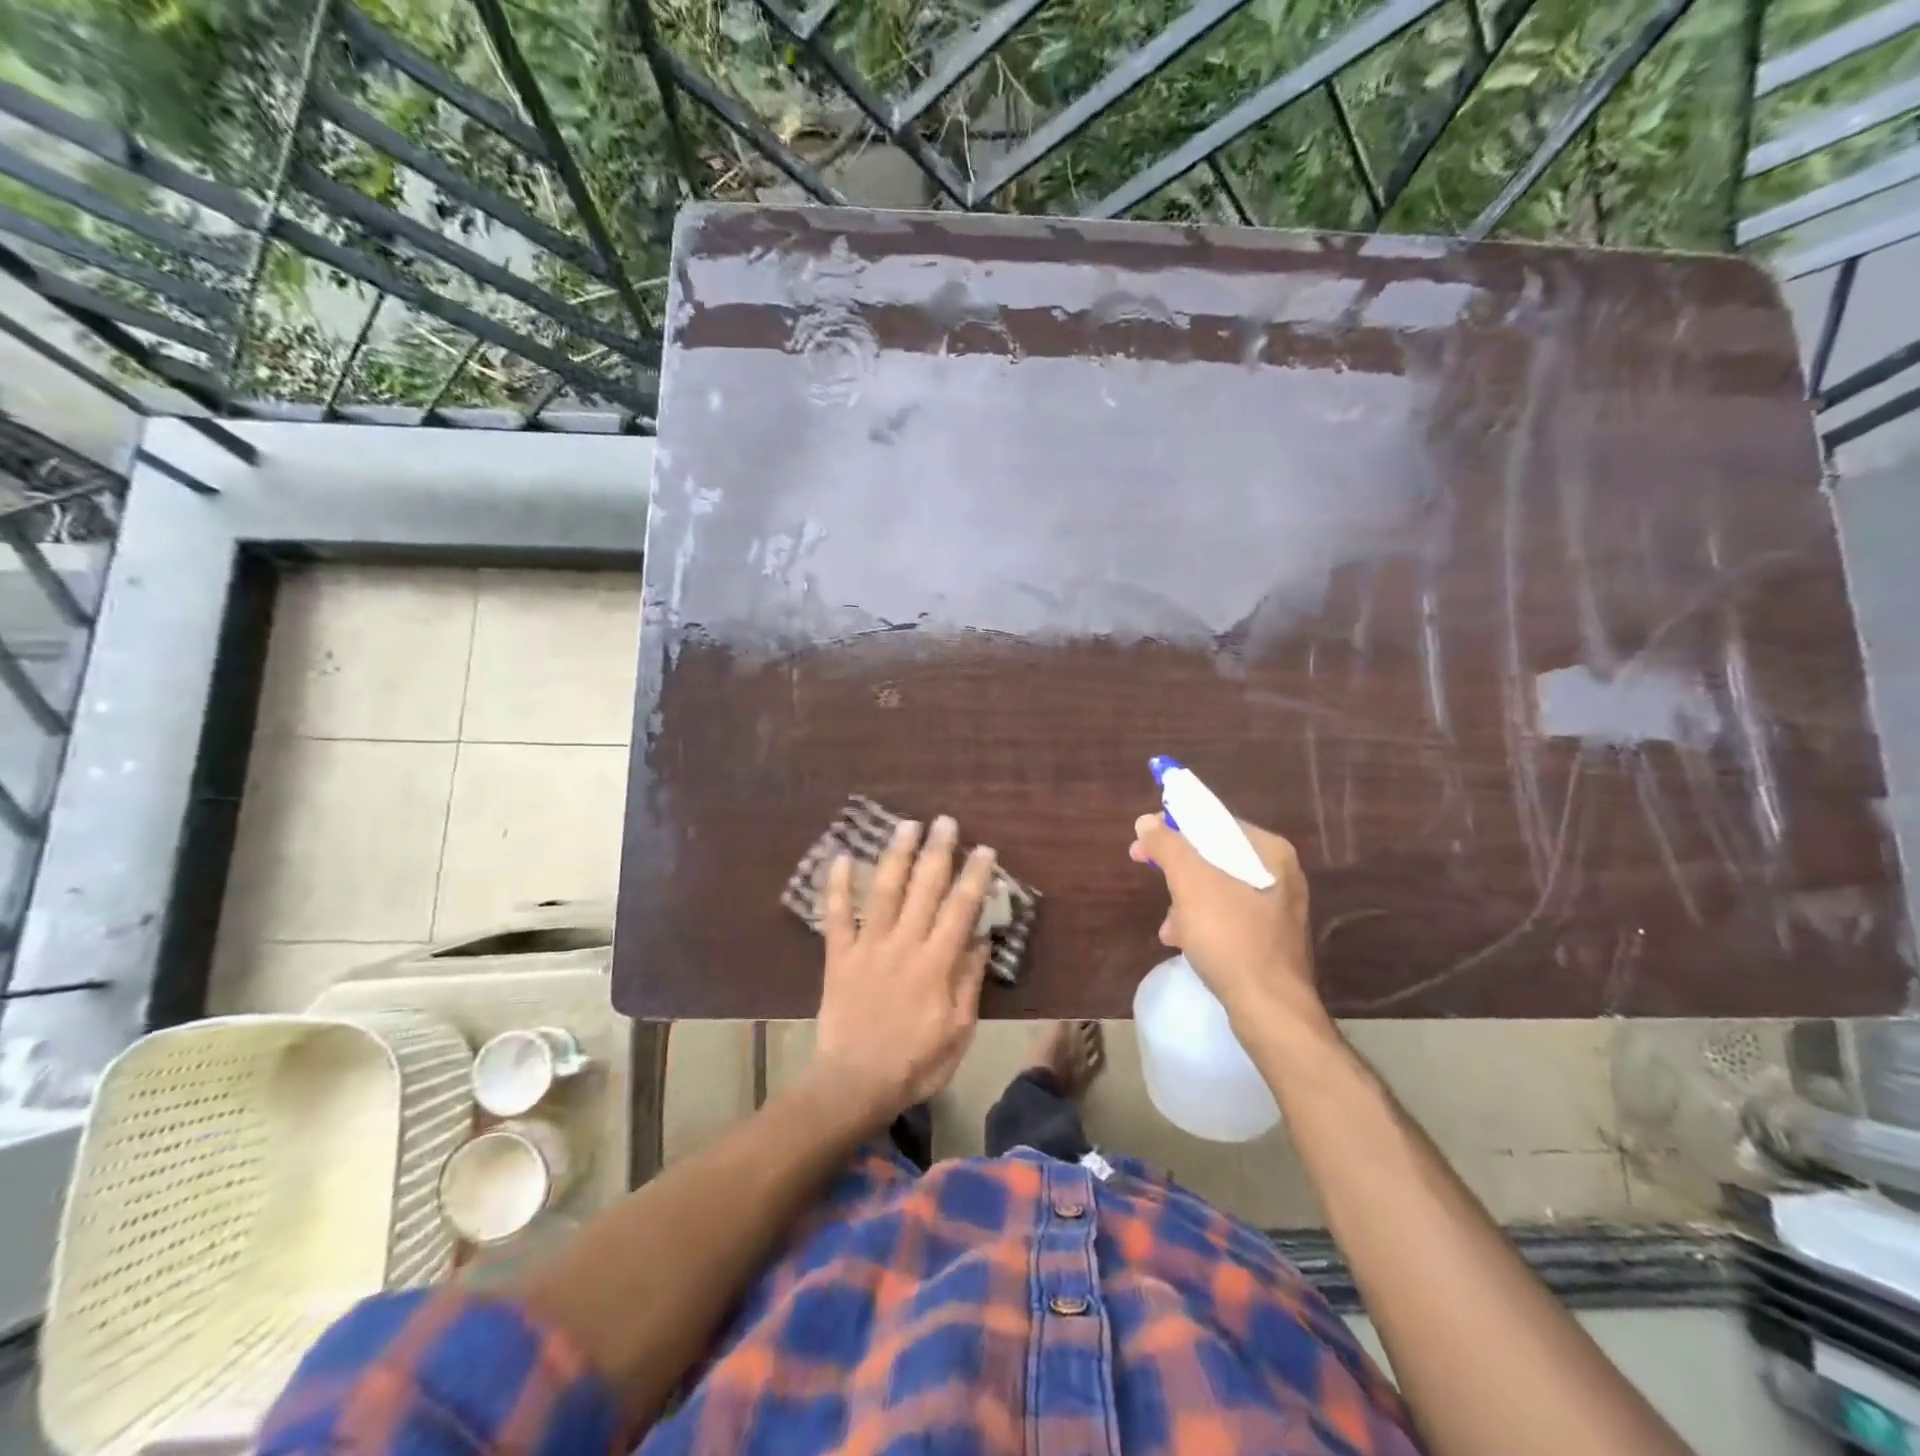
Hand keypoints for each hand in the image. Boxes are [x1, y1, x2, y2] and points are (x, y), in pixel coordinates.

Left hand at [813, 815, 996, 1122]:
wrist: (855, 1084)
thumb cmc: (915, 1063)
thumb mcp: (958, 1031)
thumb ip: (968, 982)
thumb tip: (980, 938)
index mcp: (936, 963)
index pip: (960, 909)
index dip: (974, 876)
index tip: (984, 849)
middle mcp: (904, 944)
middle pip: (924, 889)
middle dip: (937, 852)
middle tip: (945, 821)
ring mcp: (868, 947)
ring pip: (884, 891)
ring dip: (896, 855)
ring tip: (906, 825)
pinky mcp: (838, 956)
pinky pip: (836, 916)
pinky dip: (837, 886)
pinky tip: (841, 857)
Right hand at [1129, 813, 1321, 1027]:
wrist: (1269, 1008)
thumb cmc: (1230, 936)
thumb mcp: (1190, 882)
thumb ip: (1167, 845)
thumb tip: (1147, 821)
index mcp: (1269, 851)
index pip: (1214, 822)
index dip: (1174, 826)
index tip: (1144, 842)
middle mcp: (1280, 873)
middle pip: (1215, 855)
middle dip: (1178, 869)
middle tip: (1146, 870)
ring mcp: (1277, 907)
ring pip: (1218, 887)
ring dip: (1186, 900)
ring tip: (1169, 925)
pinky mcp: (1270, 938)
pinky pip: (1228, 915)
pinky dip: (1203, 921)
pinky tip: (1183, 941)